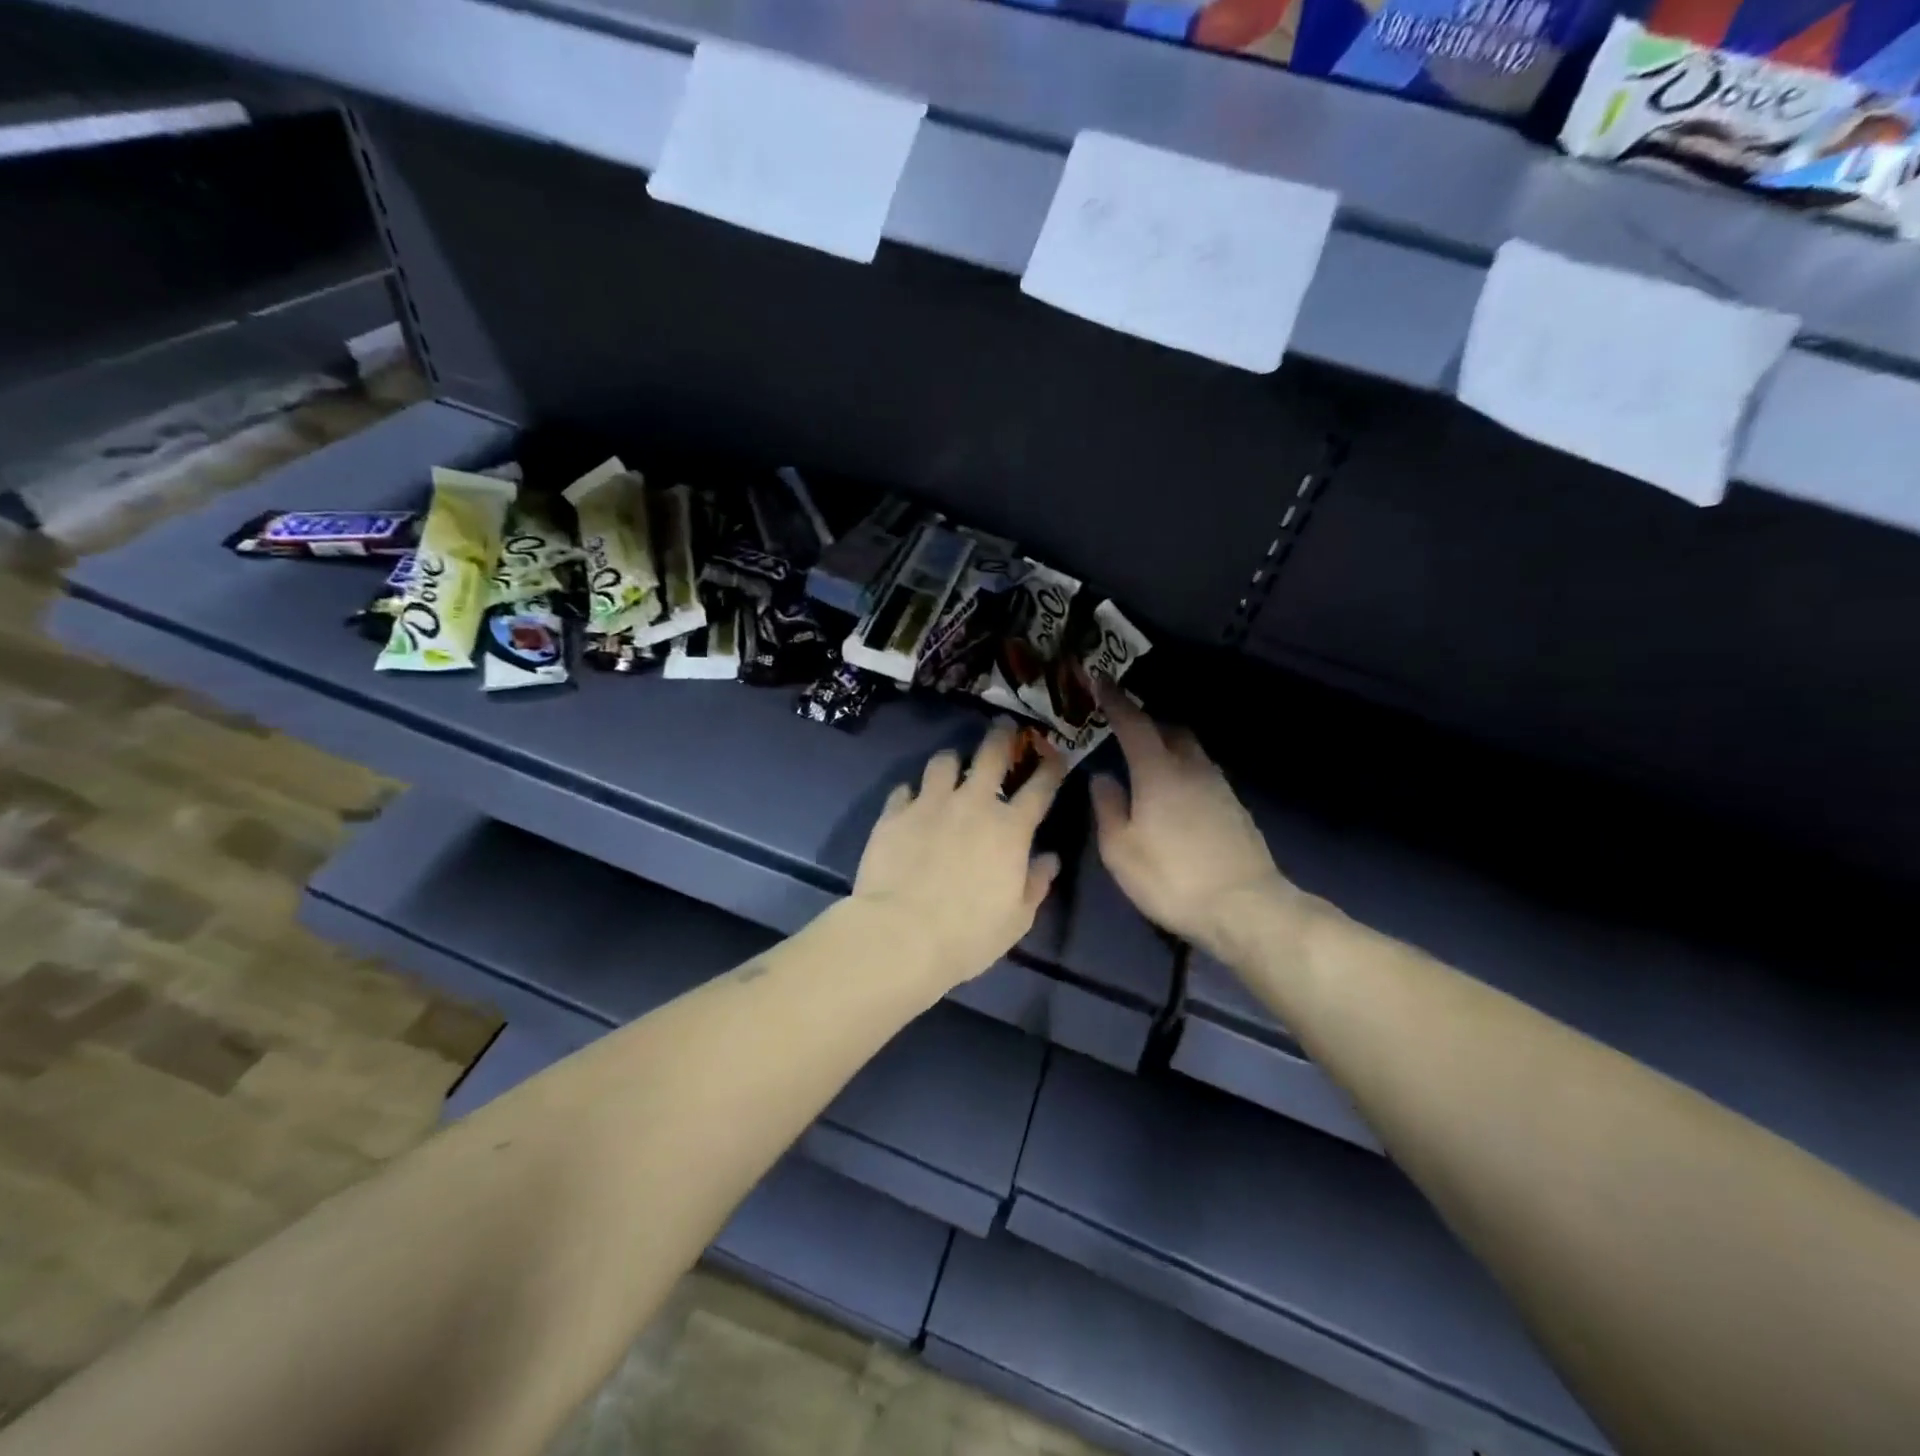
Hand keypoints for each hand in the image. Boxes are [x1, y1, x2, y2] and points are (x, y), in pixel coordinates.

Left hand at [852, 721, 1066, 992]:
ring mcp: (930, 803)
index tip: (1055, 755)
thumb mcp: (1016, 918)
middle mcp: (973, 804)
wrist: (901, 935)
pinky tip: (911, 803)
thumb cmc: (969, 934)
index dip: (1051, 766)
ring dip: (952, 762)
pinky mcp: (895, 813)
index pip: (1040, 786)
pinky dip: (912, 793)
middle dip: (1002, 736)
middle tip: (1004, 728)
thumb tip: (1050, 859)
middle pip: (992, 753)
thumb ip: (1036, 883)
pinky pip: (904, 789)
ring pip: (944, 761)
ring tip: (951, 768)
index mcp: (1011, 828)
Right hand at [1090, 686, 1289, 961]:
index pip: (1134, 722)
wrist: (1245, 908)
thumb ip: (1107, 807)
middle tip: (1123, 732)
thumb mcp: (1120, 849)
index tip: (1100, 679)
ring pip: (1190, 751)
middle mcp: (1192, 768)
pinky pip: (1203, 774)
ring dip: (1167, 748)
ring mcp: (1219, 787)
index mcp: (1158, 771)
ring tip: (1147, 766)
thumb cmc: (1172, 878)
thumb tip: (1102, 777)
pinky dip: (1184, 772)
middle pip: (1169, 730)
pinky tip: (1175, 799)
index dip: (1115, 700)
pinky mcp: (1236, 808)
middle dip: (1145, 723)